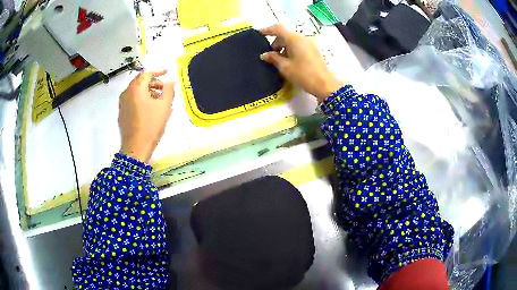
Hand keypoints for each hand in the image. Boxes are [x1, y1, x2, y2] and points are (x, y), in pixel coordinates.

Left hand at [119, 70, 174, 162]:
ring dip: (147, 90)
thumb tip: (171, 81)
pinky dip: (140, 98)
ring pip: (135, 90)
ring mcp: (122, 103)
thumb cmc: (151, 125)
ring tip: (158, 99)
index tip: (167, 72)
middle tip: (164, 87)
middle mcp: (127, 92)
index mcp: (136, 88)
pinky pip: (132, 99)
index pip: (147, 73)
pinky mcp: (121, 112)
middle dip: (153, 82)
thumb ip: (169, 90)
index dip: (158, 71)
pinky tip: (149, 108)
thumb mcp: (164, 106)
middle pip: (140, 81)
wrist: (136, 147)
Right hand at [260, 24, 343, 101]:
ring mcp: (310, 43)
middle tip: (269, 54)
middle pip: (285, 34)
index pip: (278, 28)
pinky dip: (291, 49)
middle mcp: (303, 37)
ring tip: (279, 60)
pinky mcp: (313, 50)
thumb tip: (264, 55)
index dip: (267, 30)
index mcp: (295, 39)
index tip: (258, 34)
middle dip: (276, 42)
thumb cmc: (303, 75)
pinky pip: (299, 45)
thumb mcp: (285, 67)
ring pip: (292, 40)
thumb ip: (273, 58)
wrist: (325, 84)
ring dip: (283, 46)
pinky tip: (288, 61)